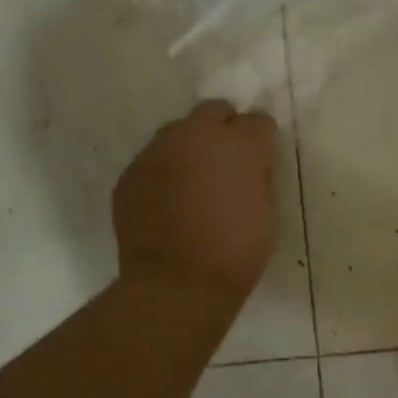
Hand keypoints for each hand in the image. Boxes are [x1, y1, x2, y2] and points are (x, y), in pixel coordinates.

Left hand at [113, 101, 277, 306]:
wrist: (177, 285)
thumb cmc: (236, 253)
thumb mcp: (266, 212)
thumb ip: (257, 177)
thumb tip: (248, 167)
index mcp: (239, 145)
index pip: (258, 121)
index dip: (261, 141)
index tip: (260, 163)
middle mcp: (196, 135)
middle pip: (213, 111)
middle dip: (223, 129)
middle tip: (226, 164)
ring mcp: (157, 151)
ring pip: (177, 133)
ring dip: (190, 149)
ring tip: (193, 185)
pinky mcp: (130, 173)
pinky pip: (153, 161)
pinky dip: (164, 174)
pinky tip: (168, 204)